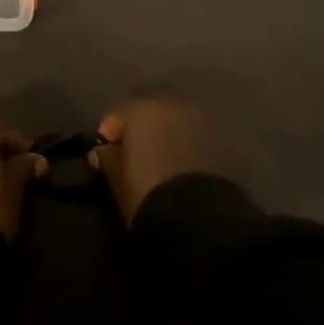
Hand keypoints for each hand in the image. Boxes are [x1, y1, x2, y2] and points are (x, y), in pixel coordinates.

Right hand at [91, 96, 213, 223]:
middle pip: (150, 111)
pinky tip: (180, 168)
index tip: (105, 155)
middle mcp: (174, 105)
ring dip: (165, 135)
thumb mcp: (117, 178)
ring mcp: (202, 121)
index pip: (118, 113)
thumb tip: (101, 152)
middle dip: (140, 128)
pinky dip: (185, 147)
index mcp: (144, 108)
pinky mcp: (222, 143)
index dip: (109, 133)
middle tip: (132, 154)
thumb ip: (107, 158)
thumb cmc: (147, 191)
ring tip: (158, 161)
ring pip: (176, 122)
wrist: (199, 218)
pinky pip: (195, 138)